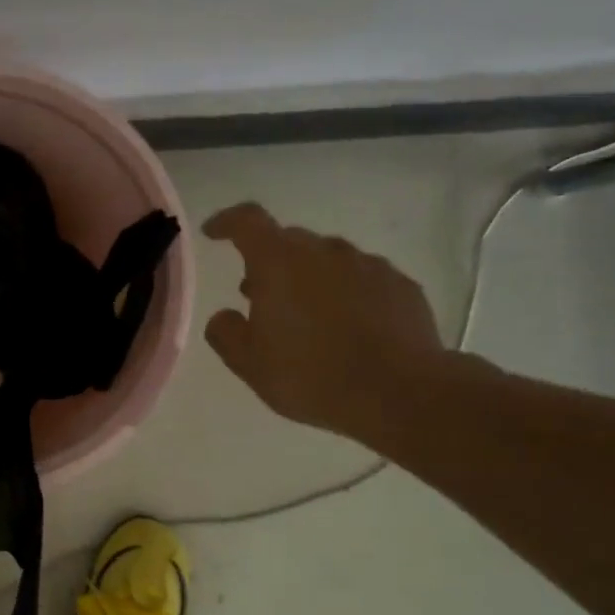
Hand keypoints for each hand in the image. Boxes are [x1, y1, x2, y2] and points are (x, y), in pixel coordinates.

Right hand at [201, 203, 445, 438]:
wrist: (401, 394)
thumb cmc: (311, 375)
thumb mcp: (249, 364)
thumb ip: (226, 333)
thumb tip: (224, 316)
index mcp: (279, 262)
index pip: (247, 221)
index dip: (227, 222)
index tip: (213, 233)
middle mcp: (325, 251)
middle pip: (288, 241)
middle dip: (268, 262)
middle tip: (258, 296)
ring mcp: (368, 265)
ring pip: (327, 259)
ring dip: (308, 278)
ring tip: (305, 316)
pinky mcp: (401, 286)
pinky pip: (362, 279)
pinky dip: (345, 293)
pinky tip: (347, 327)